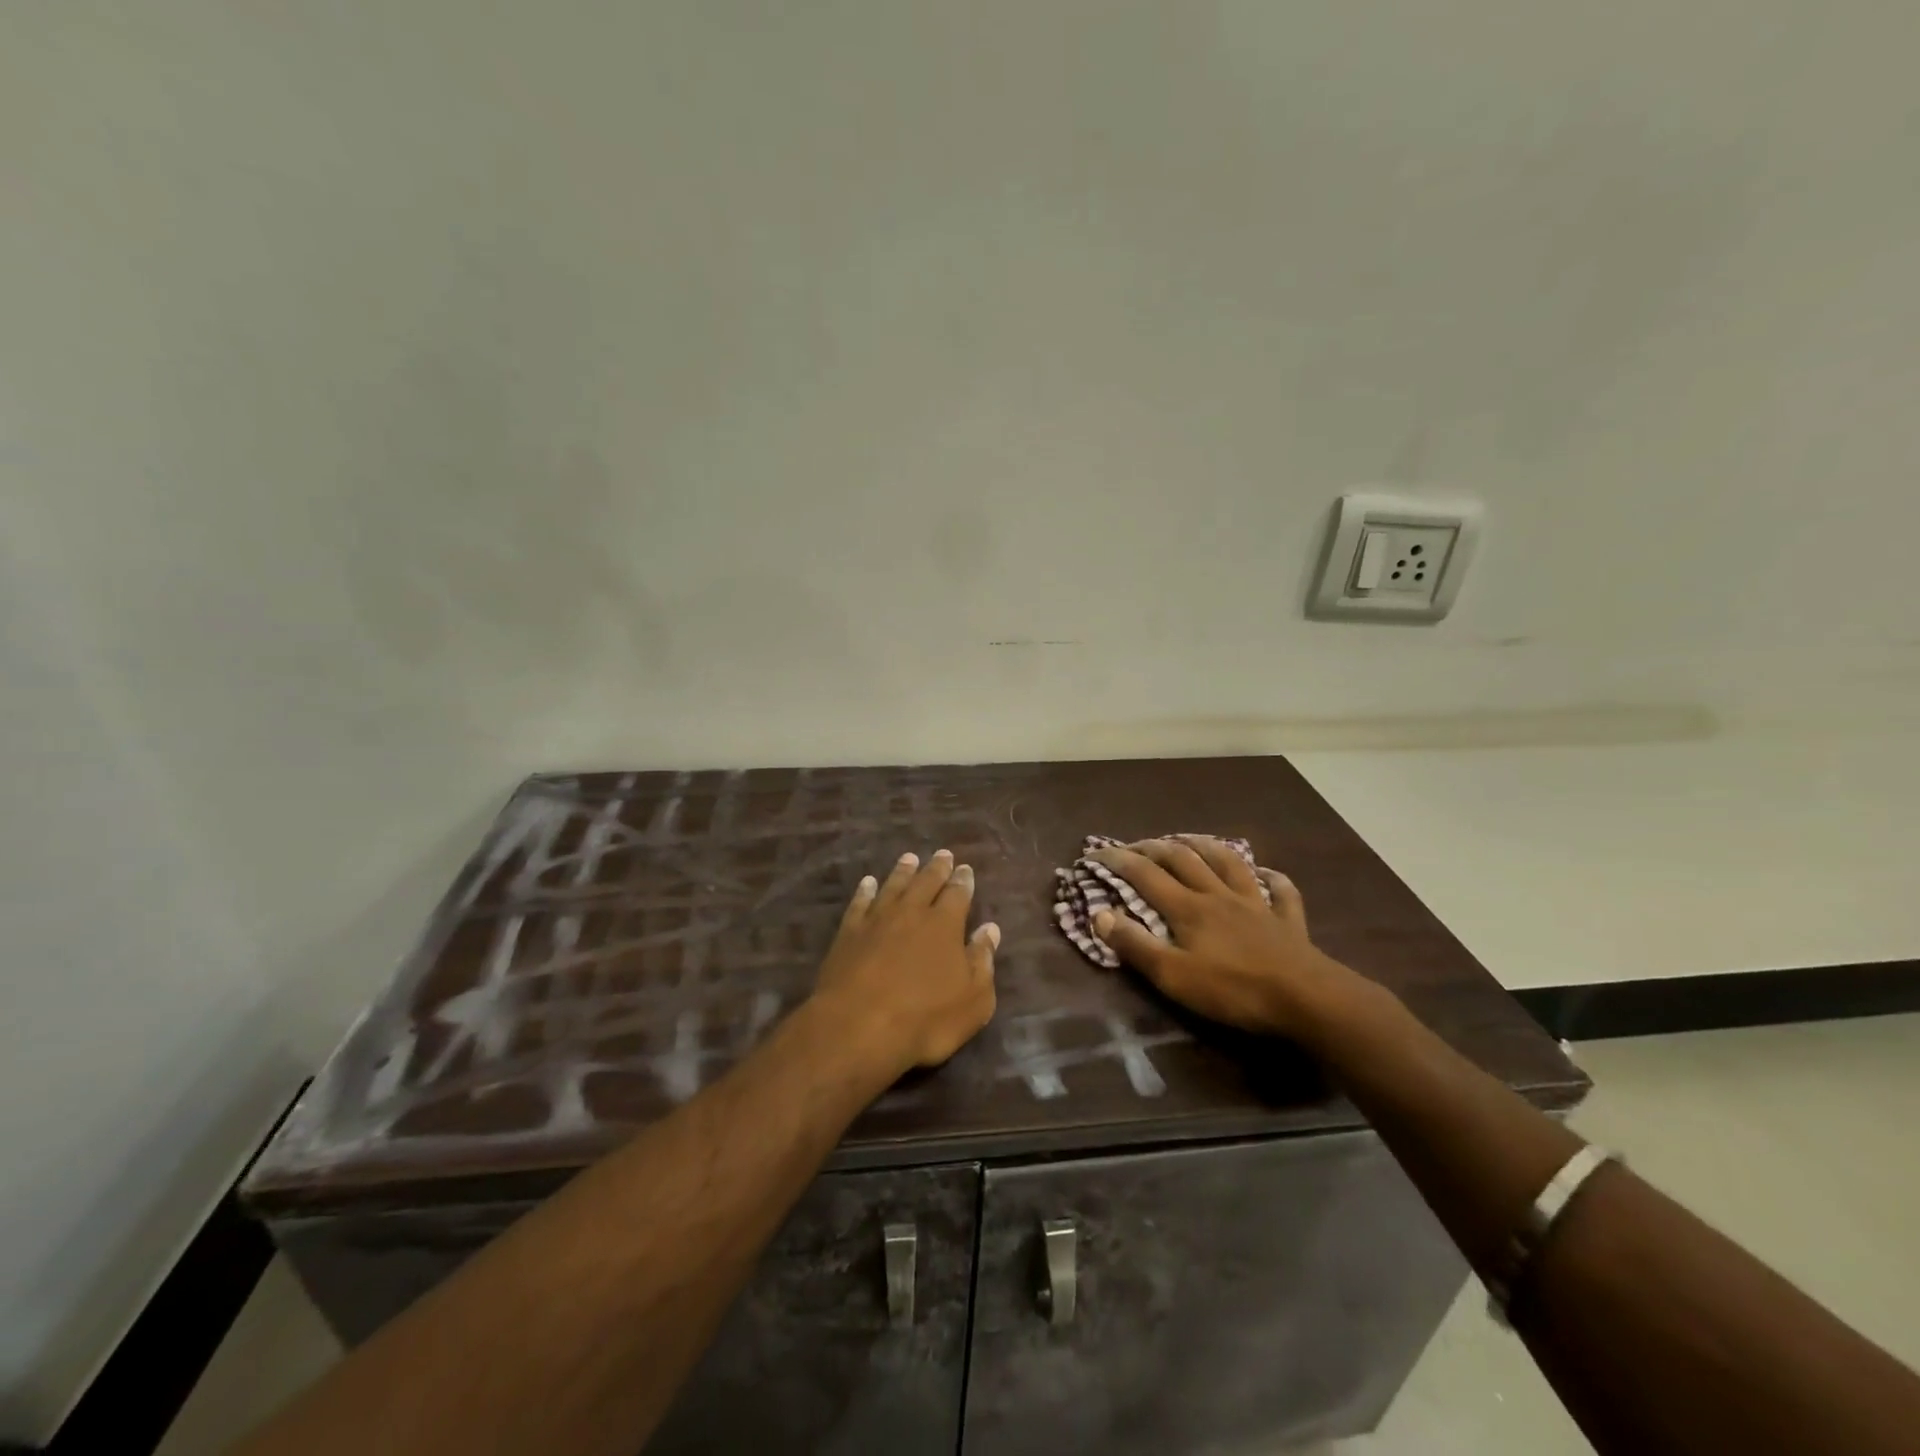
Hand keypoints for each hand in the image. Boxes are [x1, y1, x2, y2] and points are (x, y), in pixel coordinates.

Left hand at [811, 849, 998, 1075]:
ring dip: (903, 871)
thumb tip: (990, 929)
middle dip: (936, 868)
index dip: (963, 881)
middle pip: (926, 882)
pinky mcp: (848, 933)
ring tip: (909, 858)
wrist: (858, 1026)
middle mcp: (911, 912)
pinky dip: (865, 891)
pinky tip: (868, 883)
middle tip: (942, 854)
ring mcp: (876, 920)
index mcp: (944, 925)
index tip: (965, 868)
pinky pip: (859, 903)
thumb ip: (982, 961)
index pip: (957, 894)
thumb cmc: (925, 1018)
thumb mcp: (973, 1000)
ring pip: (893, 886)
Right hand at [1089, 836, 1347, 1036]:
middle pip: (1183, 860)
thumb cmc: (1233, 989)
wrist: (1306, 997)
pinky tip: (1267, 873)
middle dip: (1156, 847)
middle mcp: (1218, 896)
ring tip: (1189, 837)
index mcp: (1188, 908)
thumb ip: (1135, 945)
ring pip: (1228, 864)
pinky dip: (1272, 878)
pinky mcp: (1287, 920)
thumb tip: (1099, 915)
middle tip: (1137, 843)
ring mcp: (1256, 904)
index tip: (1094, 852)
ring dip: (1206, 846)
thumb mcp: (1173, 975)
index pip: (1144, 875)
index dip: (1117, 860)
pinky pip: (1280, 891)